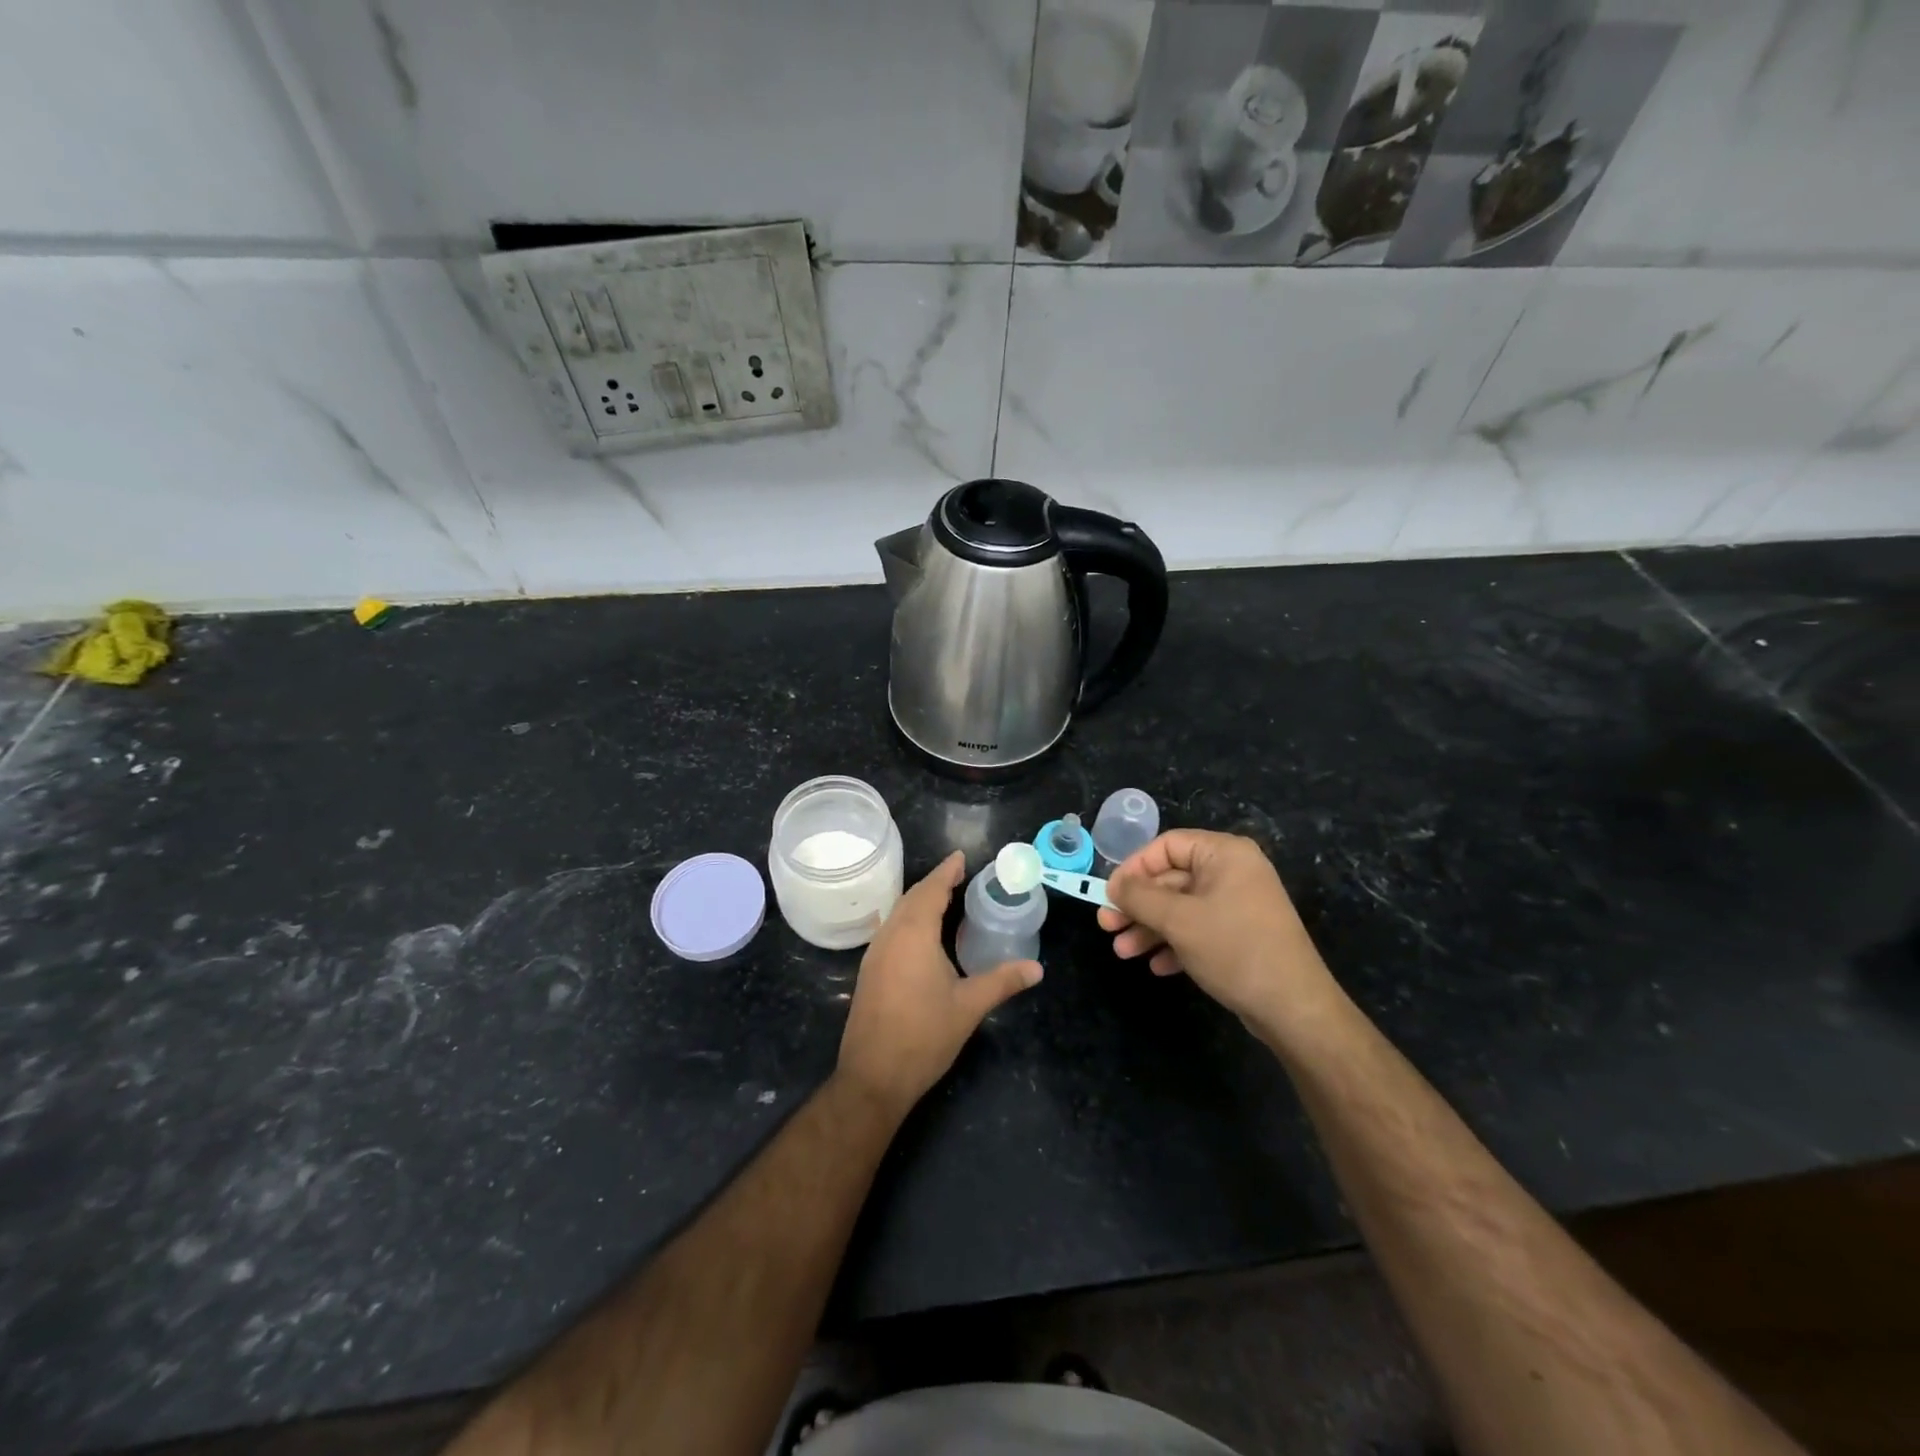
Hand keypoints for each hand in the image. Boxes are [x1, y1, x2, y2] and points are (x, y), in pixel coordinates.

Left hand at [837, 851, 1041, 1117]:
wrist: (873, 1076)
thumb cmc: (923, 1036)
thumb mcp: (969, 1007)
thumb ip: (1002, 981)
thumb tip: (1037, 969)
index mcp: (914, 935)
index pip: (931, 891)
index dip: (946, 872)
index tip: (960, 857)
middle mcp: (890, 936)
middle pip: (912, 898)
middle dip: (934, 883)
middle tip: (957, 875)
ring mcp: (875, 954)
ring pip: (897, 914)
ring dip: (919, 901)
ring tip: (943, 899)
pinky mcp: (869, 972)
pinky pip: (890, 930)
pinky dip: (908, 920)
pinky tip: (922, 935)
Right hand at [1097, 830, 1341, 1034]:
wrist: (1293, 1008)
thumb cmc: (1233, 949)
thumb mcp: (1178, 920)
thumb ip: (1139, 897)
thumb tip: (1113, 884)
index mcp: (1224, 854)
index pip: (1167, 846)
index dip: (1134, 868)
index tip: (1109, 894)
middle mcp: (1233, 872)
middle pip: (1171, 879)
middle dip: (1137, 905)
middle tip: (1107, 926)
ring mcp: (1239, 905)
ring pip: (1181, 907)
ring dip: (1149, 928)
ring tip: (1123, 952)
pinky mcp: (1241, 935)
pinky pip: (1198, 929)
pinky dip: (1174, 944)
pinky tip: (1157, 966)